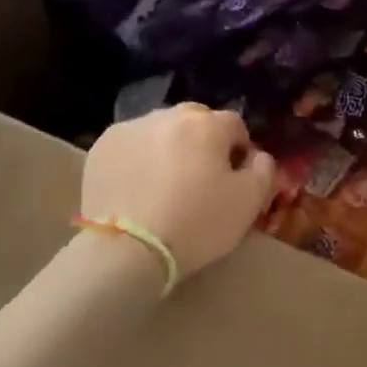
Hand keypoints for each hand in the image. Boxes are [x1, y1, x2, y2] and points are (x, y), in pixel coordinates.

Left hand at [81, 105, 274, 283]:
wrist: (127, 250)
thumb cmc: (196, 224)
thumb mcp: (249, 203)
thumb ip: (264, 171)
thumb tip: (258, 156)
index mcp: (207, 124)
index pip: (235, 125)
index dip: (239, 150)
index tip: (234, 178)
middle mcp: (168, 116)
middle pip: (196, 120)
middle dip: (203, 142)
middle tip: (200, 179)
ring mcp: (131, 128)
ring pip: (161, 130)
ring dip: (169, 147)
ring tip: (165, 184)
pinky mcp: (102, 147)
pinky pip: (132, 145)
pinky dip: (138, 158)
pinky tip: (138, 188)